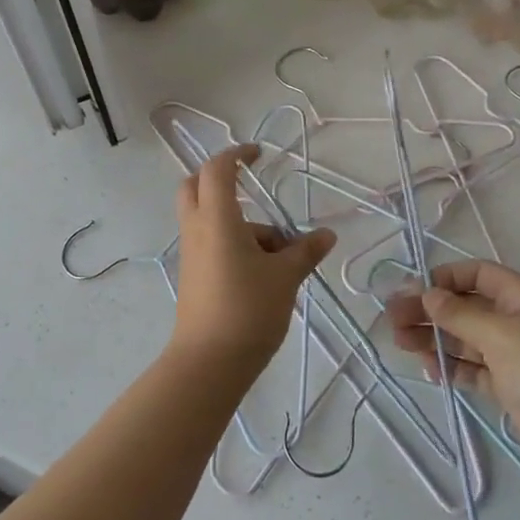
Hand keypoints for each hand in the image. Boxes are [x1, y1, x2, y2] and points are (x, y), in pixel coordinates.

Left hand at [172, 145, 335, 374]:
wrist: (208, 364)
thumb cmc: (247, 309)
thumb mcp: (285, 277)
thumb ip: (305, 251)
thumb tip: (327, 235)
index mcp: (217, 219)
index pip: (217, 169)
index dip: (236, 154)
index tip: (258, 155)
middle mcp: (198, 230)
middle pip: (196, 187)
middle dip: (221, 181)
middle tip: (252, 189)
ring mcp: (192, 255)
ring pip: (210, 220)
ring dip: (243, 224)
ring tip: (285, 256)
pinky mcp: (194, 277)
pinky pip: (212, 244)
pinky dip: (236, 245)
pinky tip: (268, 275)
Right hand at [388, 259, 519, 458]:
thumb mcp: (498, 333)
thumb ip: (459, 314)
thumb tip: (428, 294)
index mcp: (518, 295)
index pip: (474, 275)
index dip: (444, 279)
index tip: (414, 291)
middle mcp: (512, 319)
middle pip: (463, 307)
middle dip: (429, 311)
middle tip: (393, 319)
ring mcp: (509, 353)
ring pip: (463, 338)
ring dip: (432, 337)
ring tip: (400, 342)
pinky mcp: (506, 384)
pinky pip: (470, 367)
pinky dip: (450, 365)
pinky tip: (427, 366)